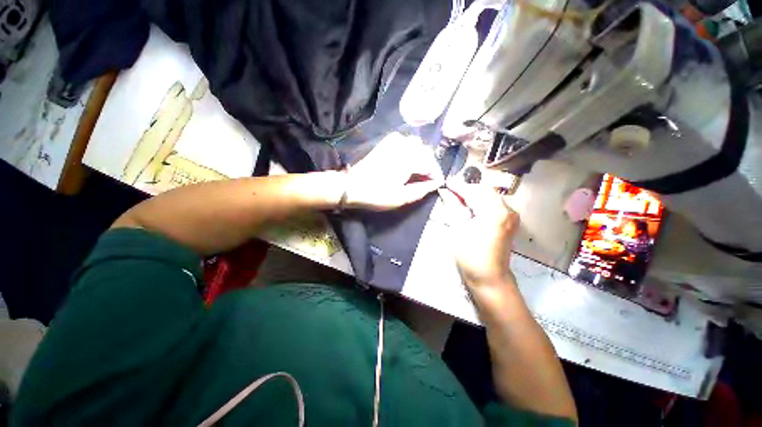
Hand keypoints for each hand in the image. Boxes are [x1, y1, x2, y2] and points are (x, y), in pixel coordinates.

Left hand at [345, 132, 443, 210]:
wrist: (352, 186)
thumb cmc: (377, 194)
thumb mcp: (402, 198)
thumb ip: (421, 190)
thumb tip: (436, 183)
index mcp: (409, 160)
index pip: (431, 164)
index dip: (437, 175)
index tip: (437, 184)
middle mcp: (404, 147)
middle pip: (426, 151)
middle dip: (430, 165)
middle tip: (427, 179)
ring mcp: (394, 142)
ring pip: (417, 143)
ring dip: (421, 155)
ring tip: (418, 169)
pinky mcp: (386, 143)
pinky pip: (404, 139)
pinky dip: (410, 148)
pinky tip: (407, 158)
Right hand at [442, 179, 519, 287]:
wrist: (490, 278)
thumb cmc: (471, 257)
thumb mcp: (458, 229)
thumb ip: (453, 206)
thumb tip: (445, 191)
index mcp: (494, 213)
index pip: (474, 191)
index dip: (459, 186)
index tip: (446, 183)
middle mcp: (507, 210)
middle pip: (484, 191)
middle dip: (467, 189)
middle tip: (450, 191)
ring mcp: (511, 215)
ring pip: (490, 196)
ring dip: (473, 195)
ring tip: (457, 198)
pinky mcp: (509, 221)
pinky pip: (494, 204)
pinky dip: (481, 202)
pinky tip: (470, 206)